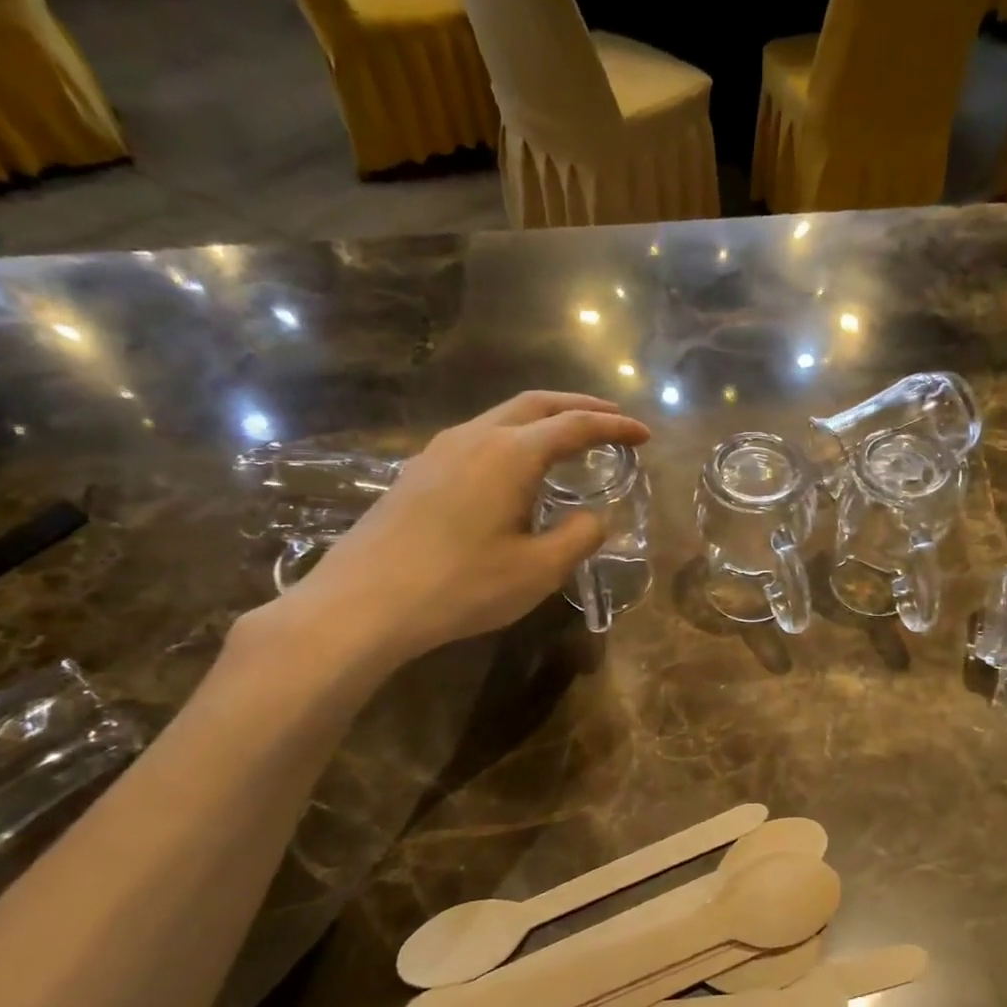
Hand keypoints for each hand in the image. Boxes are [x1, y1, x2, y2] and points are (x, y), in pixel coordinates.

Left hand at [261, 392, 649, 668]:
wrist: (363, 603)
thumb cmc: (461, 586)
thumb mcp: (538, 570)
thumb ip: (579, 537)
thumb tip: (595, 518)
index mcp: (510, 454)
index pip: (575, 426)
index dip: (614, 427)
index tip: (644, 434)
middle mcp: (474, 437)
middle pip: (535, 404)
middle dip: (579, 406)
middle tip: (611, 418)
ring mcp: (439, 451)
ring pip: (501, 418)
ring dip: (542, 420)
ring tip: (568, 440)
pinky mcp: (417, 472)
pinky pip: (477, 438)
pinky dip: (512, 439)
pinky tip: (514, 470)